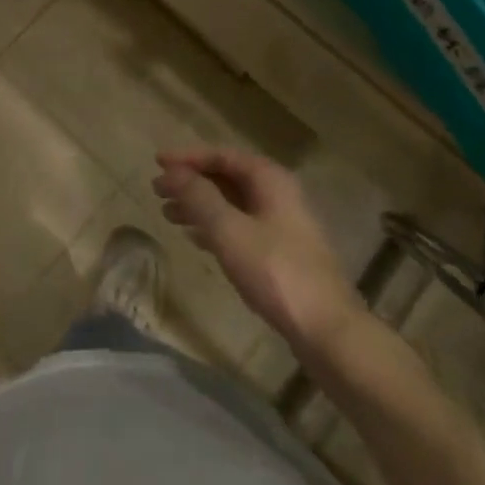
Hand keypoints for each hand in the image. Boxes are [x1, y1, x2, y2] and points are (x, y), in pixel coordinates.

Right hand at [153, 149, 364, 354]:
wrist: (326, 329)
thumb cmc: (275, 271)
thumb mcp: (229, 230)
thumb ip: (199, 197)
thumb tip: (172, 171)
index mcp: (269, 179)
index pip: (222, 155)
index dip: (188, 157)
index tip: (157, 163)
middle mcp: (277, 194)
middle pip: (227, 177)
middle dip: (191, 182)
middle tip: (157, 191)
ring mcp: (282, 223)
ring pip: (232, 203)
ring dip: (200, 205)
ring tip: (168, 215)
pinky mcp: (281, 252)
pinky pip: (240, 226)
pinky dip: (215, 227)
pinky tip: (195, 238)